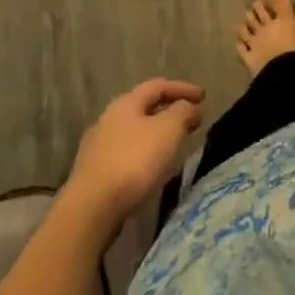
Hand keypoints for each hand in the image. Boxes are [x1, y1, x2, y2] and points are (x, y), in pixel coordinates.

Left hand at [66, 79, 204, 232]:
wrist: (91, 209)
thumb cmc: (133, 162)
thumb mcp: (168, 131)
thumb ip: (183, 113)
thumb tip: (191, 107)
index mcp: (126, 103)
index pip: (158, 86)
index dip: (183, 88)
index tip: (204, 96)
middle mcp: (108, 118)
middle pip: (143, 107)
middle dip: (169, 110)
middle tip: (190, 119)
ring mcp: (97, 146)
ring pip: (134, 131)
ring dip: (155, 133)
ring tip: (173, 144)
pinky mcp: (93, 172)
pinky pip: (125, 153)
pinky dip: (143, 153)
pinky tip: (150, 167)